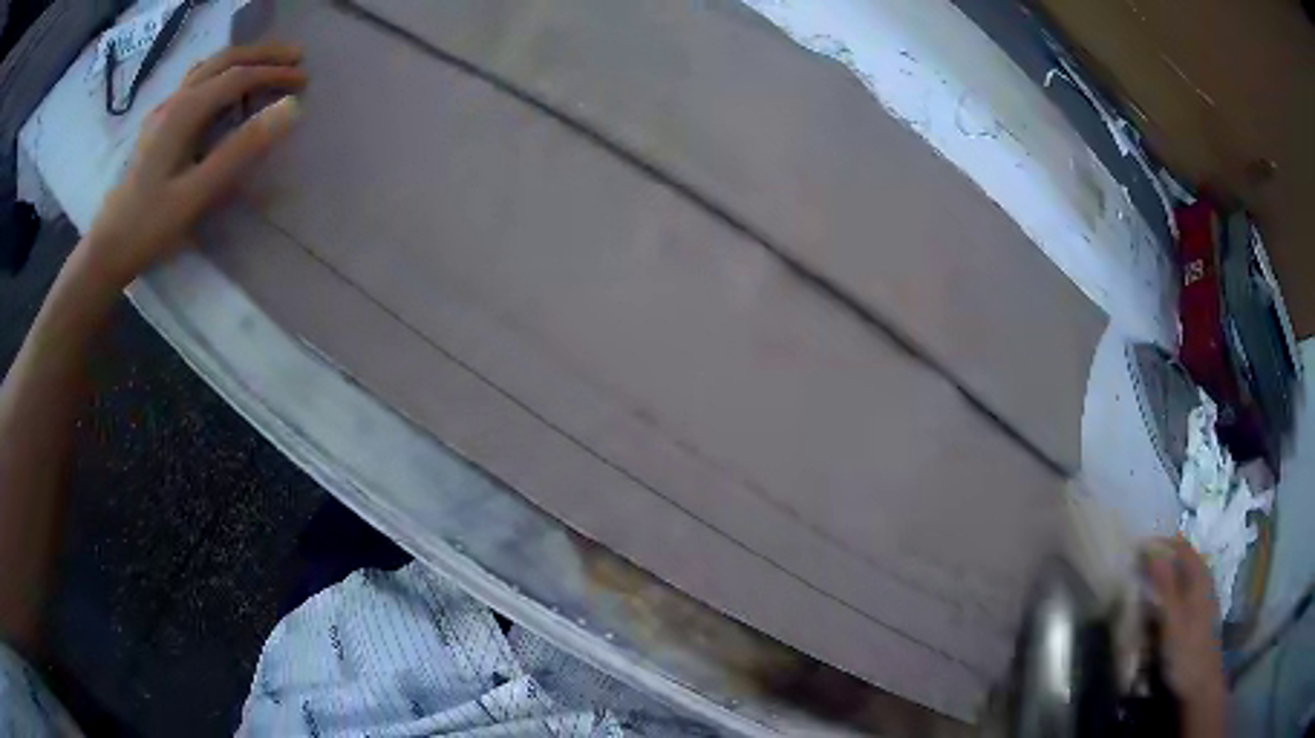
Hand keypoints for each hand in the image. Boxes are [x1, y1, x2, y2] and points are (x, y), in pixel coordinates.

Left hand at [81, 42, 306, 291]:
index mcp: (185, 111)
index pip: (238, 77)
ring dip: (242, 59)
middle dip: (263, 54)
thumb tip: (291, 109)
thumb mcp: (197, 193)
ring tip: (267, 64)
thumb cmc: (150, 225)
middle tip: (296, 56)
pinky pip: (196, 82)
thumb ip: (241, 150)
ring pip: (209, 67)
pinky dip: (221, 73)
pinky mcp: (159, 125)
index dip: (273, 73)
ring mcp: (164, 111)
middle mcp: (176, 100)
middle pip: (225, 60)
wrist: (107, 248)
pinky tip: (225, 86)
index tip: (304, 79)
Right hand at [1143, 537, 1226, 733]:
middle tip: (1137, 570)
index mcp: (1200, 577)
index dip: (1161, 544)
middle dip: (1162, 560)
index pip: (1181, 547)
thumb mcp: (1173, 621)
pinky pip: (1184, 595)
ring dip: (1166, 578)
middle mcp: (1204, 581)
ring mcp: (1204, 599)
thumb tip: (1153, 550)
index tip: (1137, 550)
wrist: (1200, 684)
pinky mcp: (1199, 617)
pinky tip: (1159, 611)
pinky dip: (1170, 596)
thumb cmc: (1186, 652)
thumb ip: (1165, 586)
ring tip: (1145, 588)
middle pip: (1183, 560)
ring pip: (1184, 578)